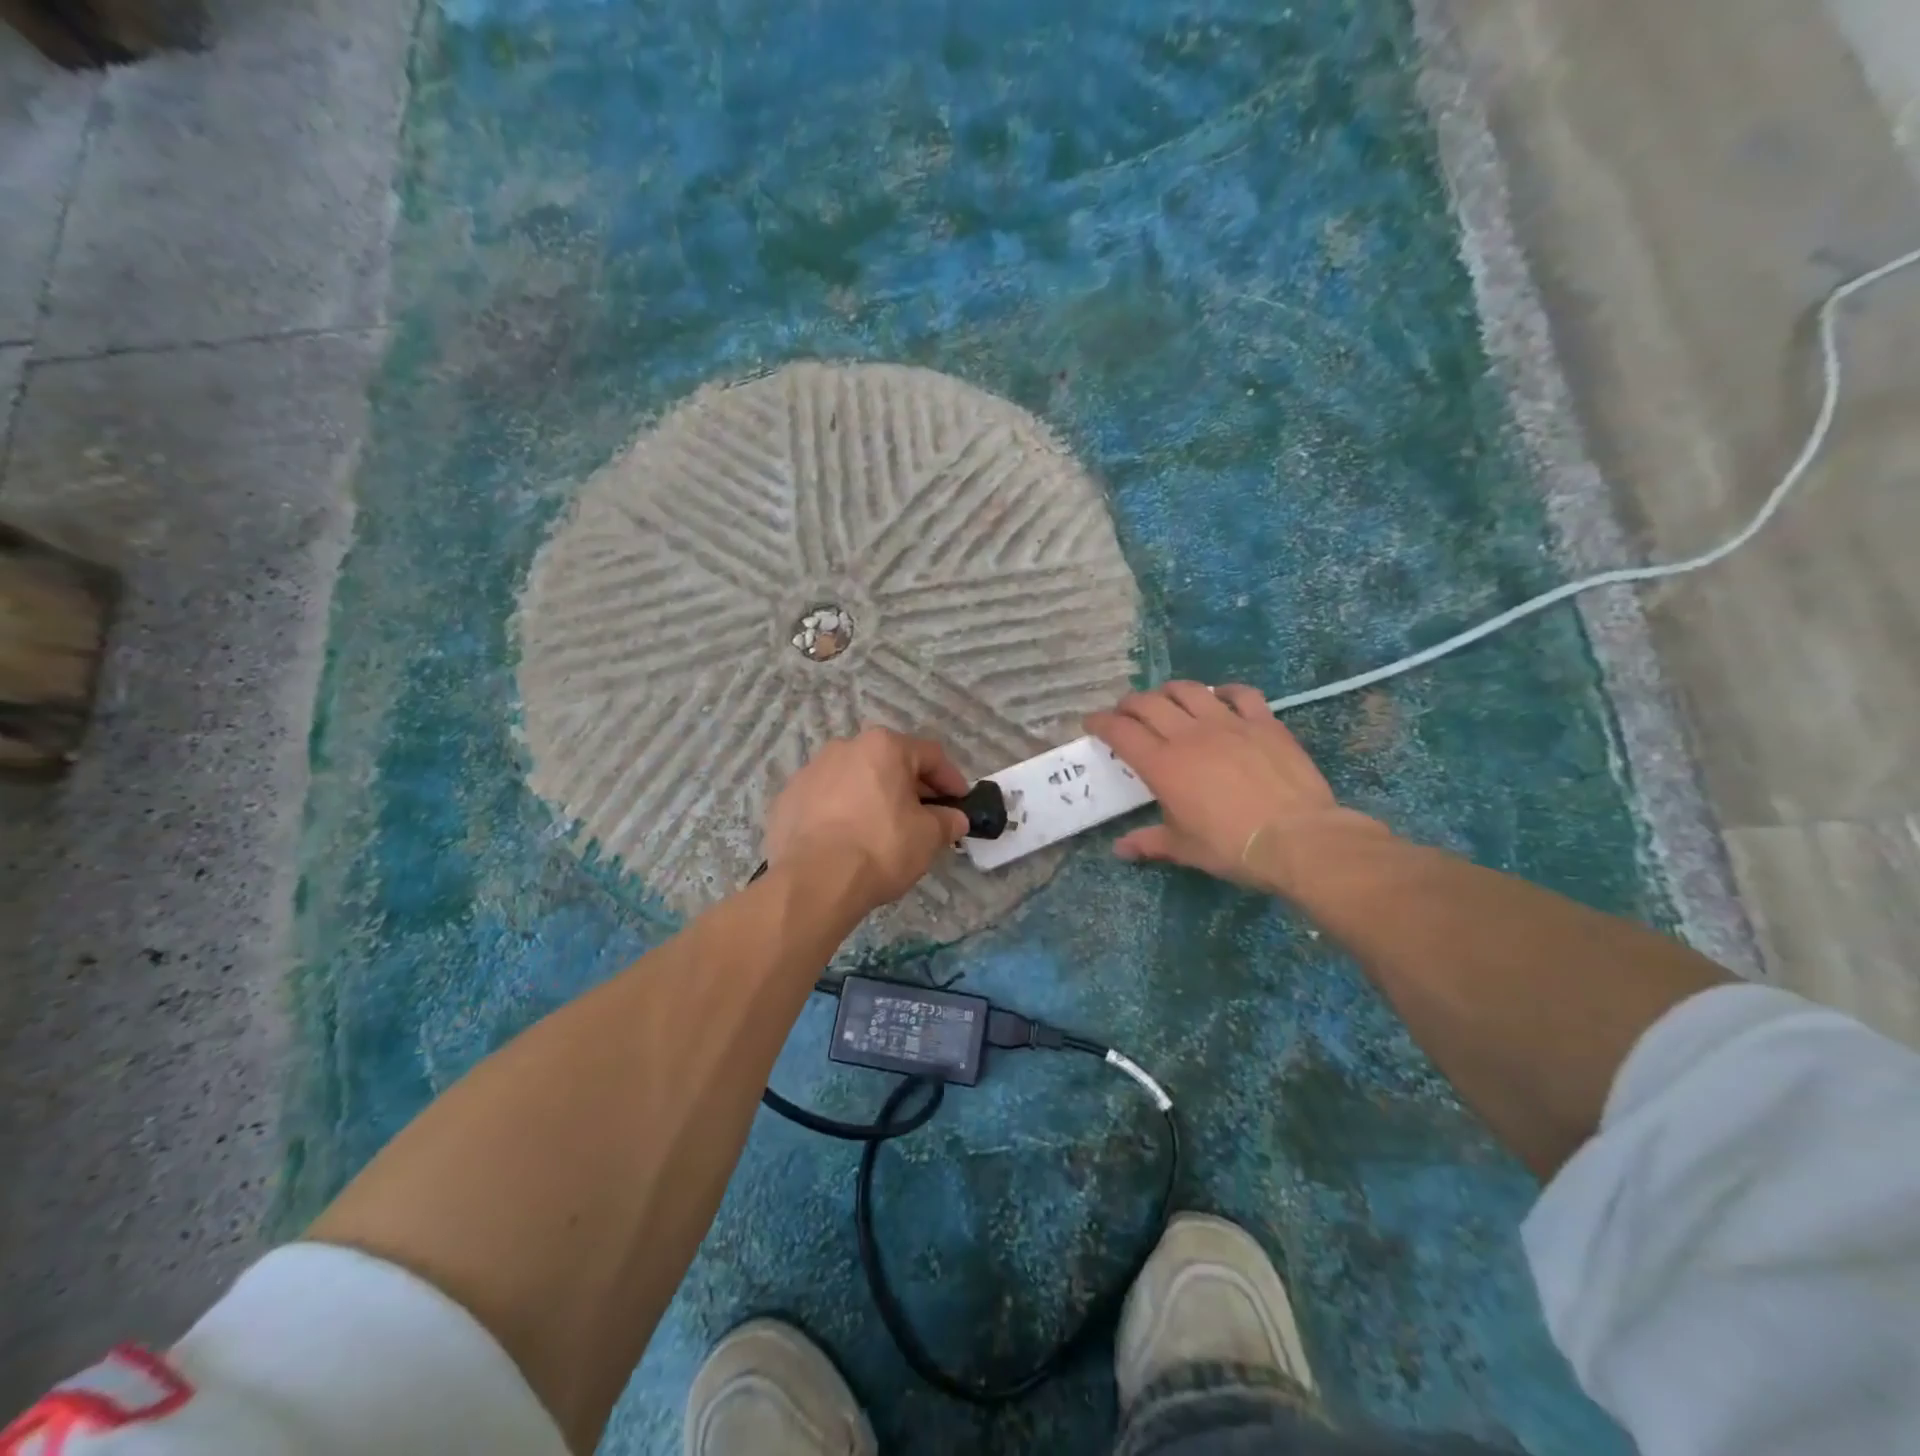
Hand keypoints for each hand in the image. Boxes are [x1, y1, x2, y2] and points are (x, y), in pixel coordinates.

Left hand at [763, 728, 971, 910]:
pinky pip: (825, 800)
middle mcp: (845, 747)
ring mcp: (811, 771)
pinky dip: (841, 813)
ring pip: (854, 779)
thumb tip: (955, 819)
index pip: (930, 755)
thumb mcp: (929, 837)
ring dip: (873, 797)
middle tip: (925, 816)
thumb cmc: (881, 848)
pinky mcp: (787, 798)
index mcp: (884, 746)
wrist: (814, 882)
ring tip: (883, 828)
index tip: (961, 801)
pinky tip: (847, 839)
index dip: (951, 779)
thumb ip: (947, 821)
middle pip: (889, 763)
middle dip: (910, 787)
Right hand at [1086, 682, 1380, 891]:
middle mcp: (1189, 735)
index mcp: (1162, 765)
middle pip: (1149, 703)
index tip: (1092, 723)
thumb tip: (1120, 850)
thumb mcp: (1185, 848)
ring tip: (1166, 699)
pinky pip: (1241, 693)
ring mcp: (1228, 723)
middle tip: (1125, 713)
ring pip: (1190, 690)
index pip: (1120, 732)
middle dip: (1129, 704)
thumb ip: (1150, 842)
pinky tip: (1221, 697)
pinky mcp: (1264, 722)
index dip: (1101, 723)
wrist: (1296, 838)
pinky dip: (1225, 691)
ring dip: (1170, 691)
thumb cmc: (1231, 847)